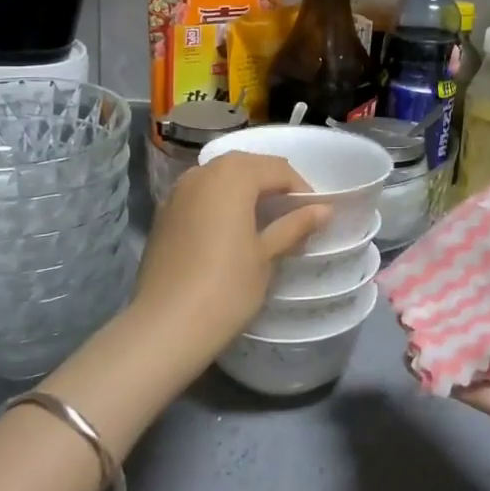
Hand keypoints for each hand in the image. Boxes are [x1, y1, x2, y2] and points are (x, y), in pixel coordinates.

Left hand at [127, 152, 329, 368]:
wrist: (165, 325)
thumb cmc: (226, 287)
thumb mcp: (266, 255)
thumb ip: (294, 225)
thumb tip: (324, 209)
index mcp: (233, 175)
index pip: (277, 169)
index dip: (300, 190)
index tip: (313, 216)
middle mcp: (203, 172)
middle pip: (247, 165)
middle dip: (272, 184)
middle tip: (292, 215)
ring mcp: (178, 191)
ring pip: (221, 177)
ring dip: (244, 190)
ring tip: (263, 220)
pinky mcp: (164, 213)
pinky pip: (200, 194)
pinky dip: (220, 201)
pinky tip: (229, 229)